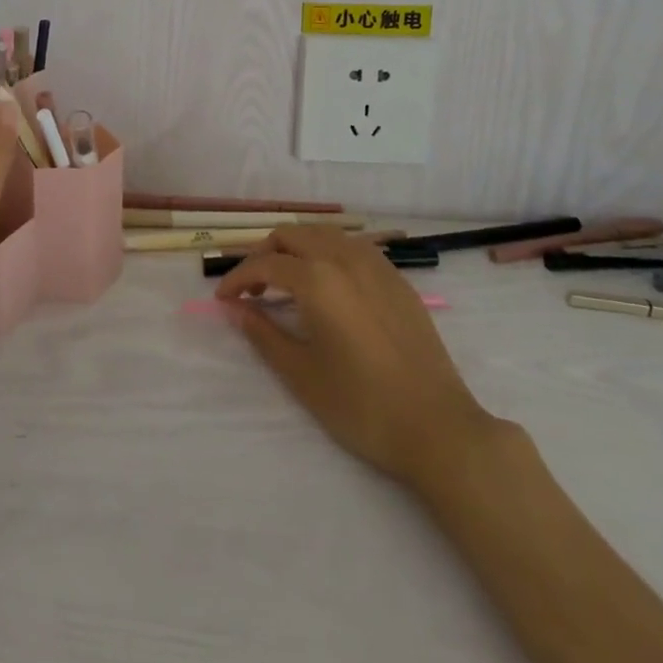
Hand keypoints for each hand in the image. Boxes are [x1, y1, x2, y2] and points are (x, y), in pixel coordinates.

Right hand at [215, 225, 495, 488]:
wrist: (439, 429)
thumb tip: (236, 309)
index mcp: (318, 279)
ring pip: (324, 233)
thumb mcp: (302, 375)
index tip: (223, 300)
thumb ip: (263, 334)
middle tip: (252, 289)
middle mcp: (345, 258)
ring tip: (286, 281)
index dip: (237, 278)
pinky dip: (328, 252)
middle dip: (264, 254)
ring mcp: (377, 264)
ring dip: (297, 247)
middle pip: (292, 235)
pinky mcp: (397, 279)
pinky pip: (353, 246)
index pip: (265, 264)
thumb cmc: (362, 407)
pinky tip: (328, 284)